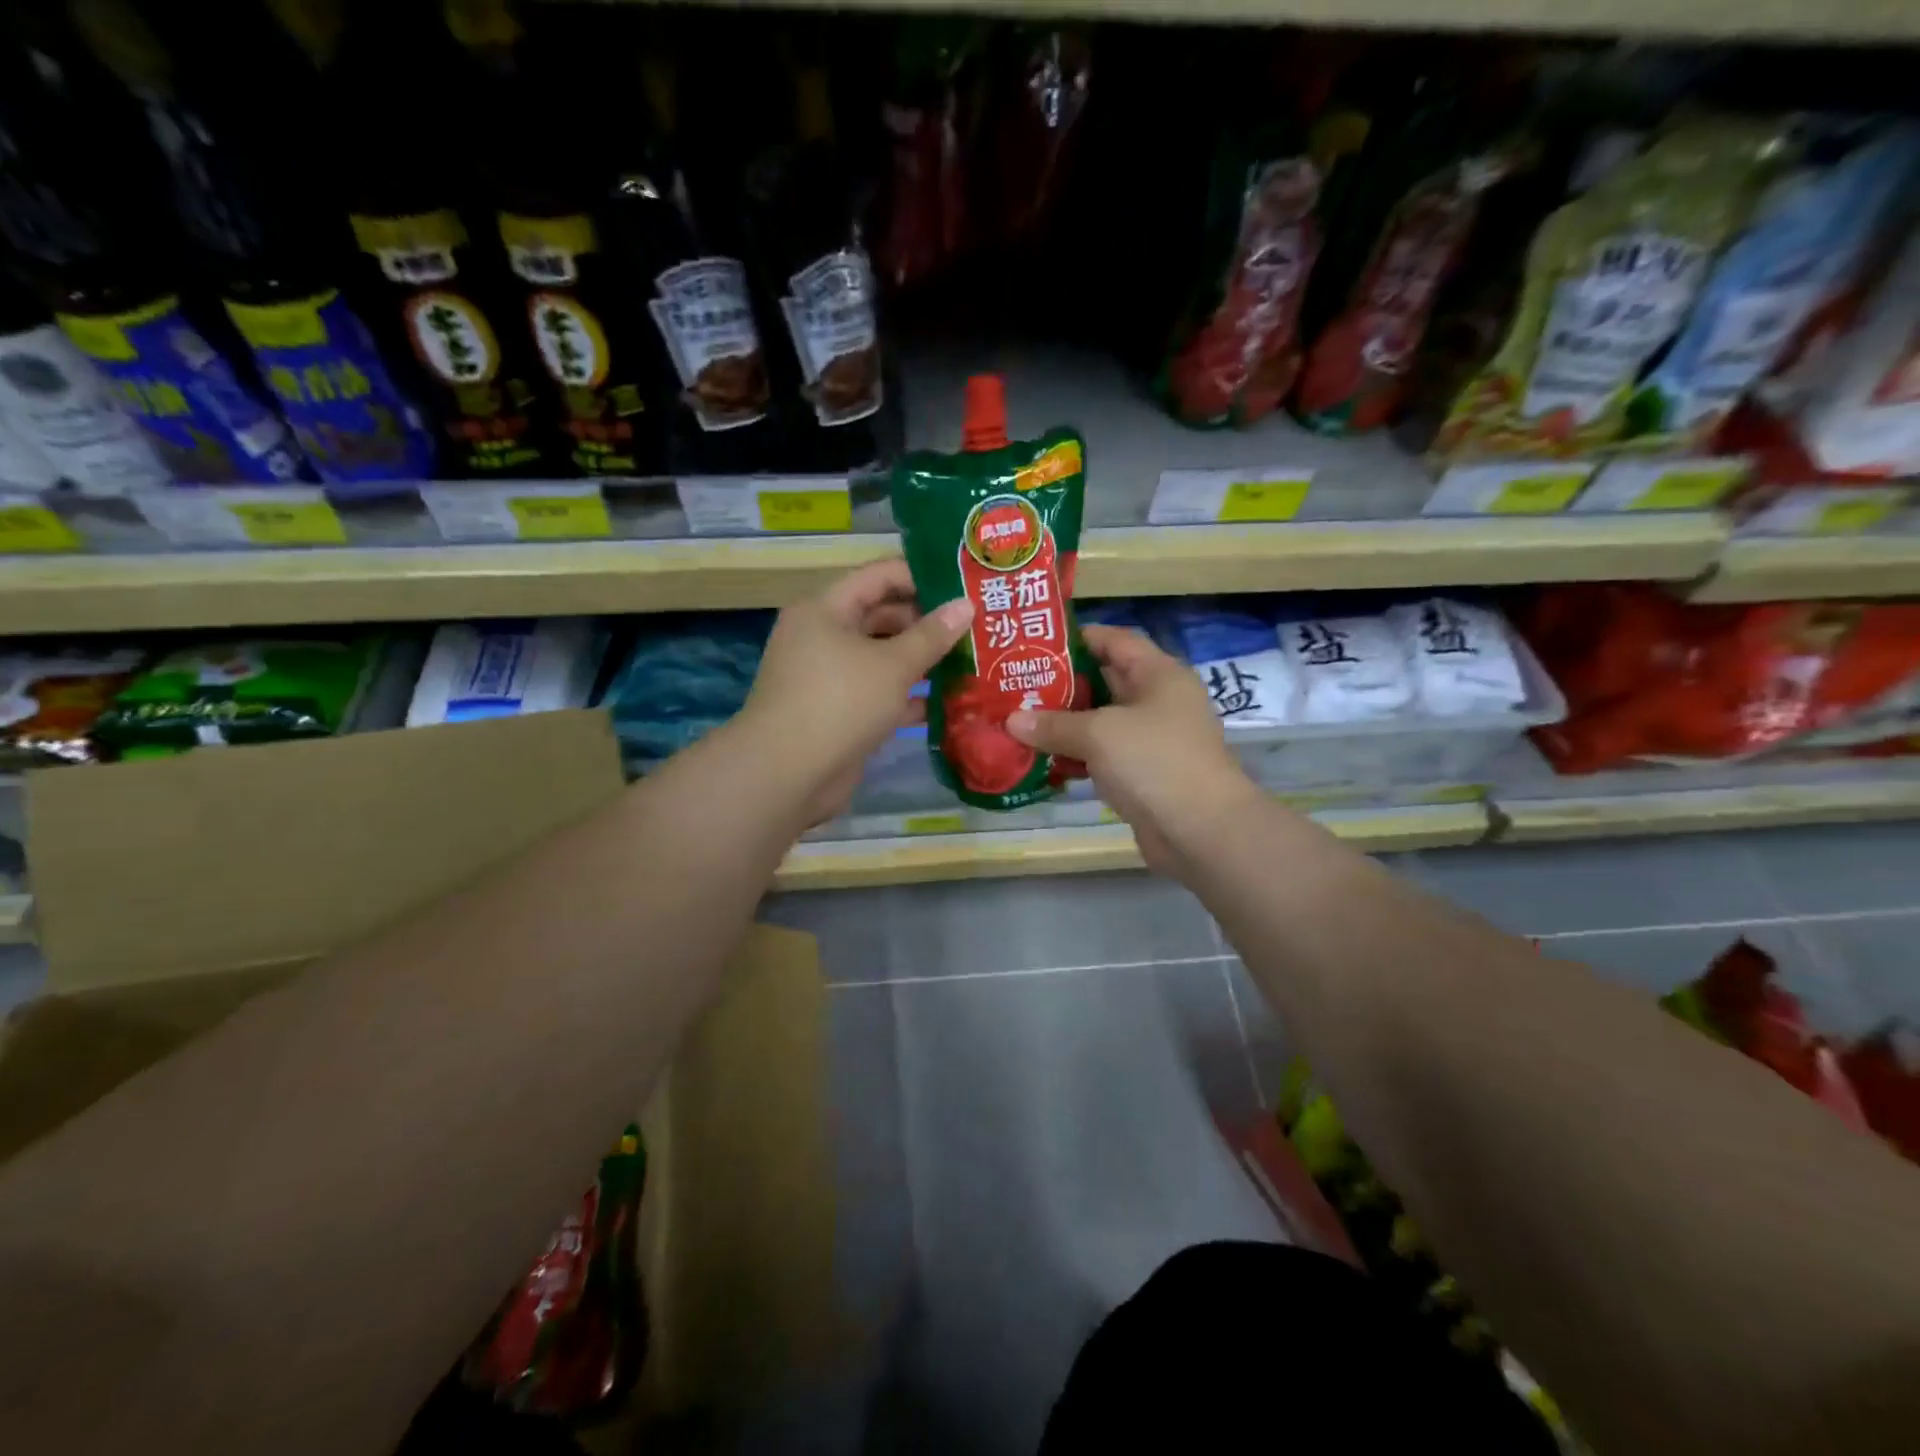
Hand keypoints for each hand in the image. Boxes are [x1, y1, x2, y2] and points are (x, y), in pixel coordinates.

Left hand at [738, 559, 972, 826]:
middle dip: (928, 623)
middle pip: (883, 617)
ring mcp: (830, 677)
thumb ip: (931, 635)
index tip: (965, 584)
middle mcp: (824, 636)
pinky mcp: (839, 713)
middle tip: (978, 628)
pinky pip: (880, 694)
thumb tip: (966, 605)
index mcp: (826, 609)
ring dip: (923, 662)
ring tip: (973, 662)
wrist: (786, 775)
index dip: (922, 576)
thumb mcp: (892, 665)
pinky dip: (909, 697)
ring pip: (884, 659)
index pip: (879, 576)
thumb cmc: (839, 703)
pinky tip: (950, 703)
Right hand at [1008, 625, 1259, 873]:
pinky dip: (1074, 757)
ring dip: (1063, 725)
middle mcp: (1158, 702)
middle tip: (1016, 685)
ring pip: (1100, 723)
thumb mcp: (1099, 734)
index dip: (1077, 638)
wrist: (1201, 831)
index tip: (1035, 644)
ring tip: (1019, 722)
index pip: (1115, 640)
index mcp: (1158, 675)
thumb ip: (1054, 724)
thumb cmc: (1155, 762)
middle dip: (1061, 685)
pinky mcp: (1143, 775)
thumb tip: (1012, 721)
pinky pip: (1102, 757)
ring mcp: (1151, 741)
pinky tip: (1041, 761)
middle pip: (1104, 681)